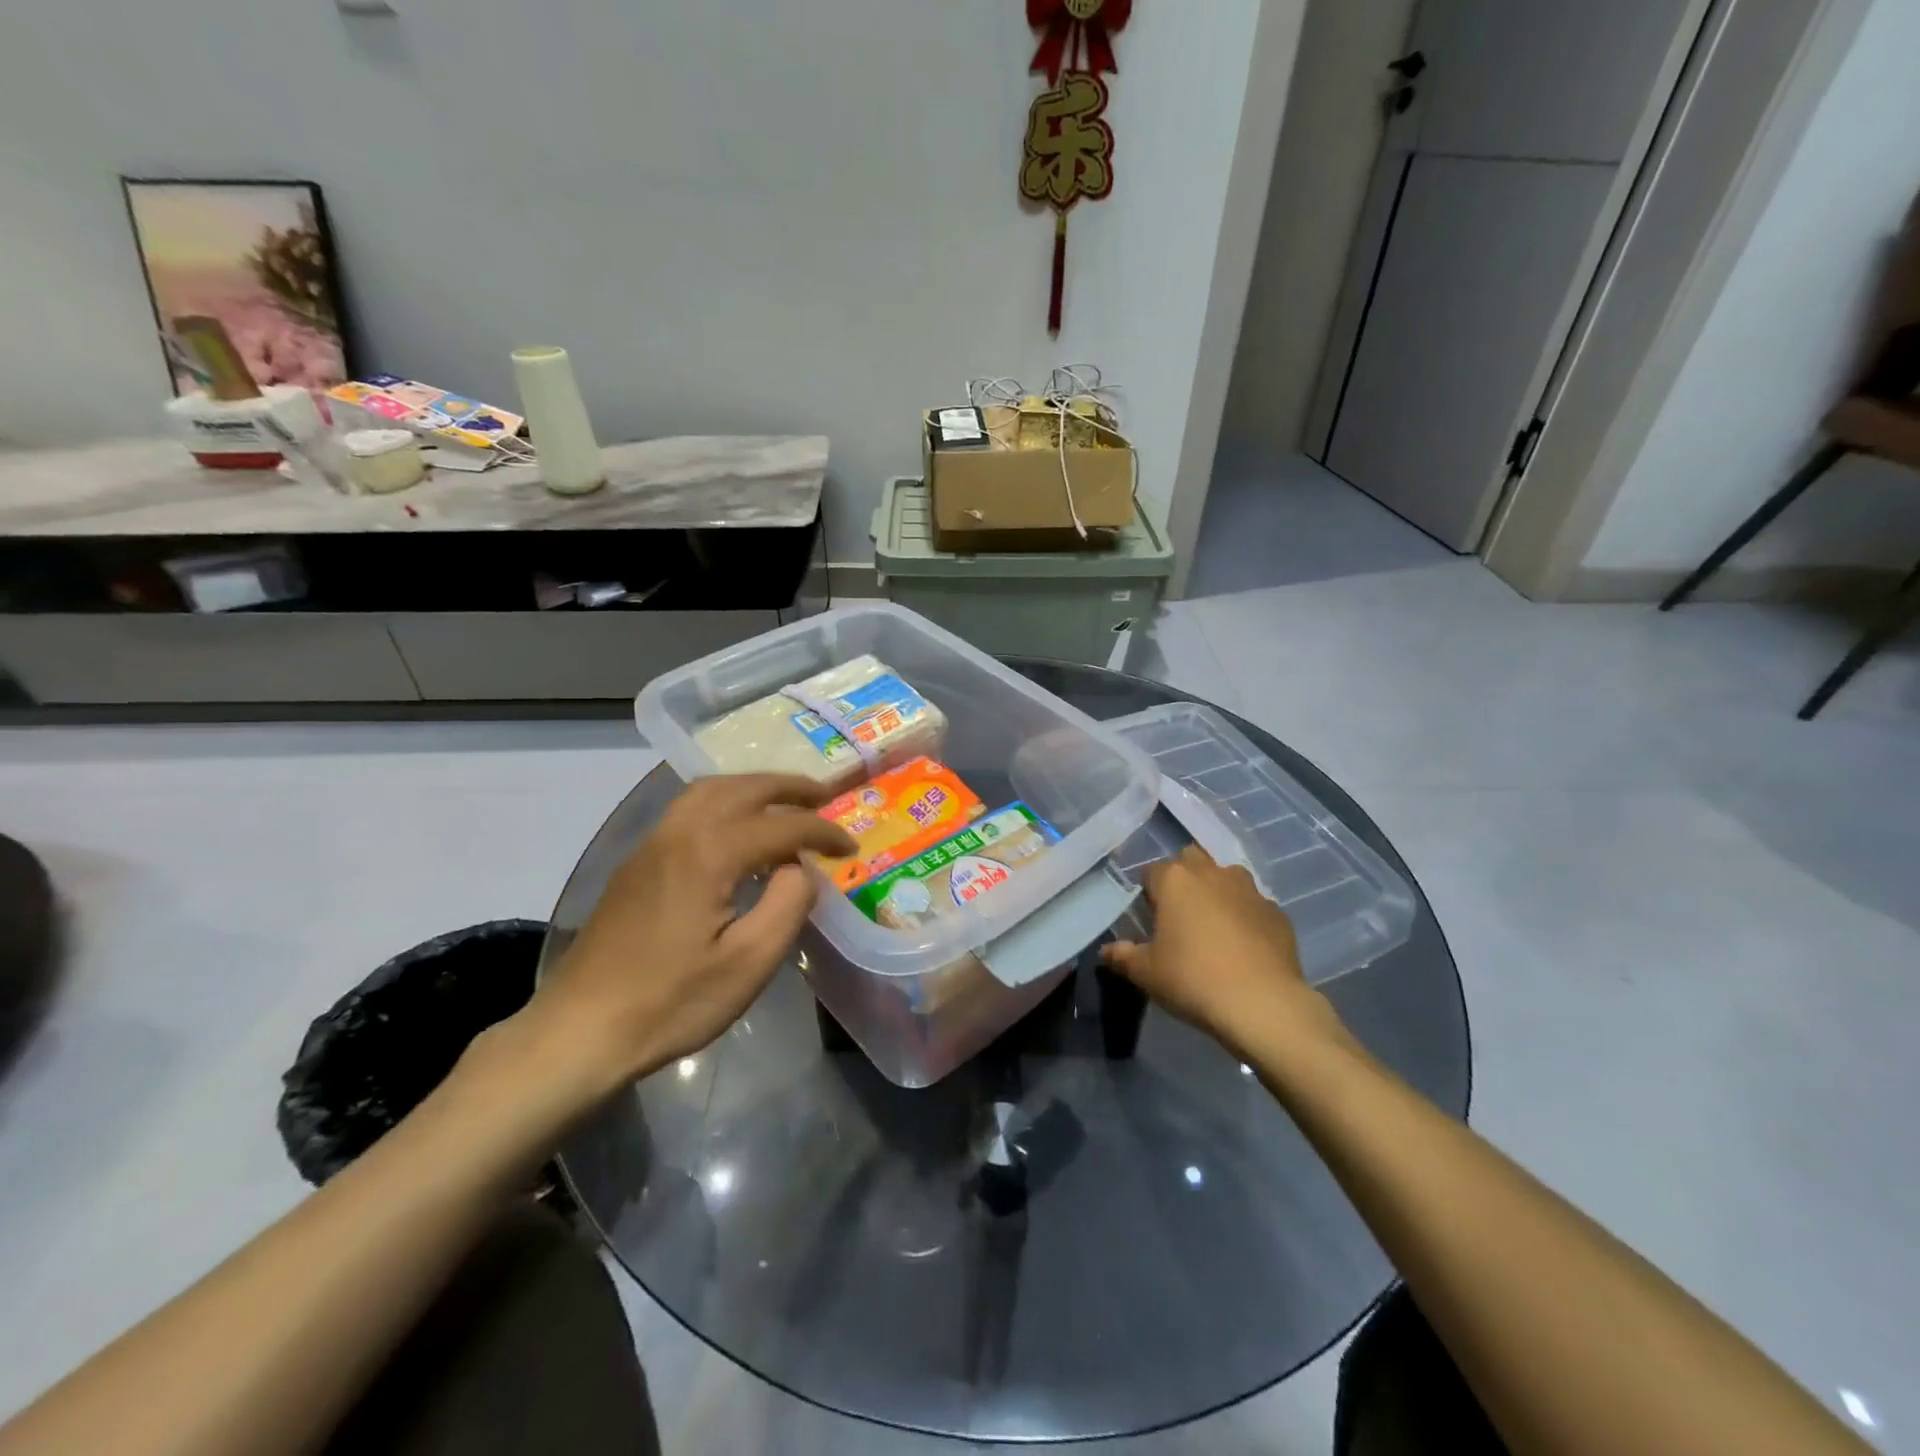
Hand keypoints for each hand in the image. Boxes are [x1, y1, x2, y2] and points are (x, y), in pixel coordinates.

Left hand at [519, 774, 854, 1091]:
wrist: (580, 1030)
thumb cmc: (671, 1002)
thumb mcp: (749, 963)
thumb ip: (788, 903)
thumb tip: (799, 868)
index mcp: (708, 853)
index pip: (781, 826)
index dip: (822, 833)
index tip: (851, 847)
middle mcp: (678, 833)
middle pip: (741, 788)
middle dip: (789, 787)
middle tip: (825, 796)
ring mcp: (651, 845)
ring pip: (708, 791)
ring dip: (753, 788)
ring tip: (785, 804)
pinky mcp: (637, 864)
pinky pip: (689, 810)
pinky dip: (725, 803)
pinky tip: (738, 831)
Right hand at [1102, 847, 1347, 1063]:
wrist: (1263, 1004)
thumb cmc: (1193, 979)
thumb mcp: (1146, 973)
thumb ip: (1123, 956)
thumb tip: (1106, 951)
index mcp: (1175, 880)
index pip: (1151, 872)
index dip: (1147, 894)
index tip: (1148, 921)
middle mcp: (1212, 874)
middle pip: (1191, 861)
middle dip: (1184, 880)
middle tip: (1179, 917)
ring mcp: (1250, 890)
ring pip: (1227, 877)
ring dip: (1217, 892)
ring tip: (1214, 928)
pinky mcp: (1278, 913)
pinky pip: (1254, 906)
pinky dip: (1246, 917)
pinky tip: (1244, 948)